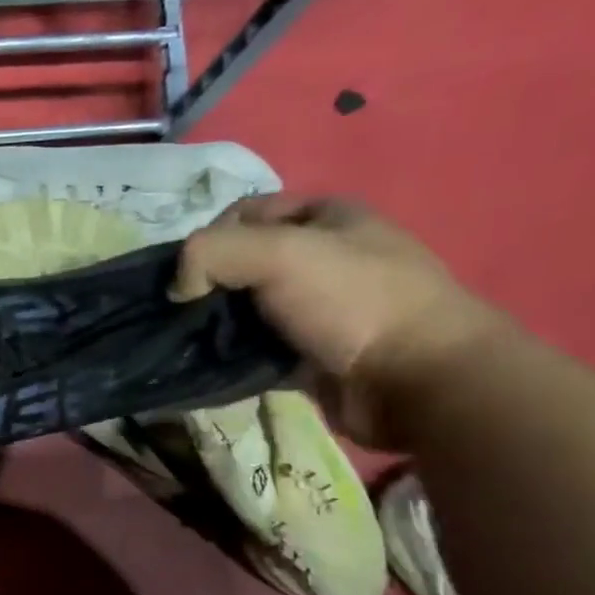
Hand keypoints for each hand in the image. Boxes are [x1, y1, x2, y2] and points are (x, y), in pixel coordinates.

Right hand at [171, 198, 509, 445]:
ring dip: (215, 326)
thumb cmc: (351, 302)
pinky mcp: (310, 354)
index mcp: (325, 216)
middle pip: (241, 263)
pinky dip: (232, 357)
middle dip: (207, 287)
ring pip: (245, 309)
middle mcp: (322, 257)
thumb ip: (209, 254)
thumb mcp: (276, 254)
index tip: (188, 274)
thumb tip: (178, 288)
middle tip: (184, 314)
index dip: (208, 238)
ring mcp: (318, 309)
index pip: (244, 213)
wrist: (416, 381)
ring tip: (193, 343)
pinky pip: (256, 349)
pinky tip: (214, 366)